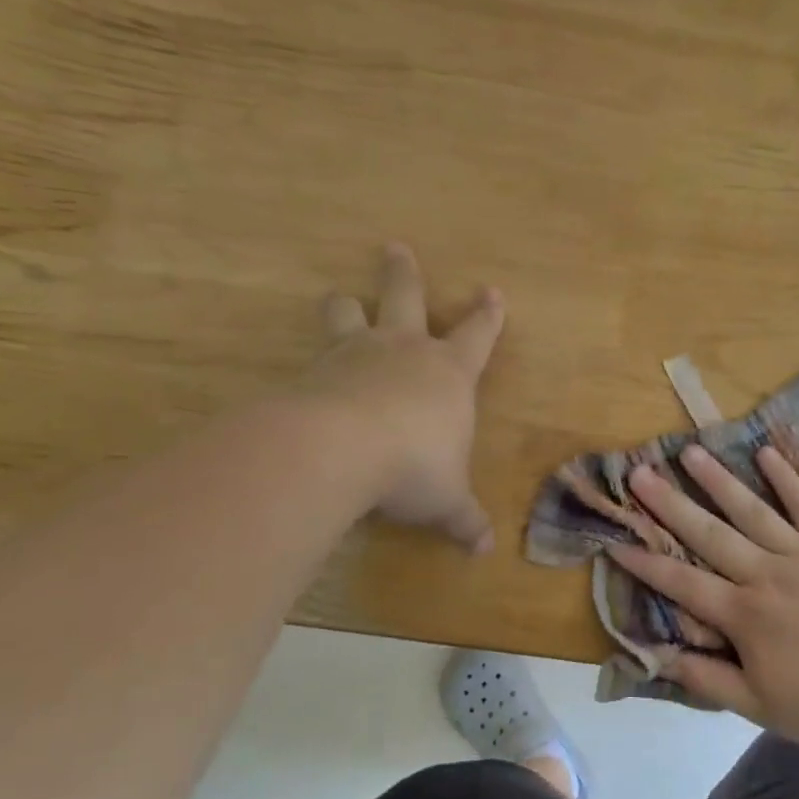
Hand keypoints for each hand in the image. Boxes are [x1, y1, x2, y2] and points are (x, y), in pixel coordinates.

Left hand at [308, 244, 505, 552]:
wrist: (340, 449)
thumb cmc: (414, 466)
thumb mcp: (446, 499)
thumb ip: (463, 519)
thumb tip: (484, 550)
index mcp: (448, 372)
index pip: (478, 334)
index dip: (488, 315)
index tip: (492, 291)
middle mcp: (403, 351)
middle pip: (406, 298)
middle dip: (403, 274)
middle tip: (394, 248)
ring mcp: (355, 355)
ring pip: (350, 315)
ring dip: (346, 305)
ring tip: (339, 296)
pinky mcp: (313, 371)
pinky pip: (314, 356)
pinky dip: (314, 361)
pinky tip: (305, 371)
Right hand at [607, 444, 798, 749]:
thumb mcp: (759, 706)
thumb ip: (708, 677)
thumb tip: (660, 654)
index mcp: (744, 615)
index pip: (683, 584)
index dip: (647, 564)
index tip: (616, 540)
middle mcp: (765, 574)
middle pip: (709, 534)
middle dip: (670, 504)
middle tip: (640, 473)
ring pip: (751, 510)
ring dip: (718, 480)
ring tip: (690, 451)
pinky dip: (787, 479)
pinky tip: (765, 453)